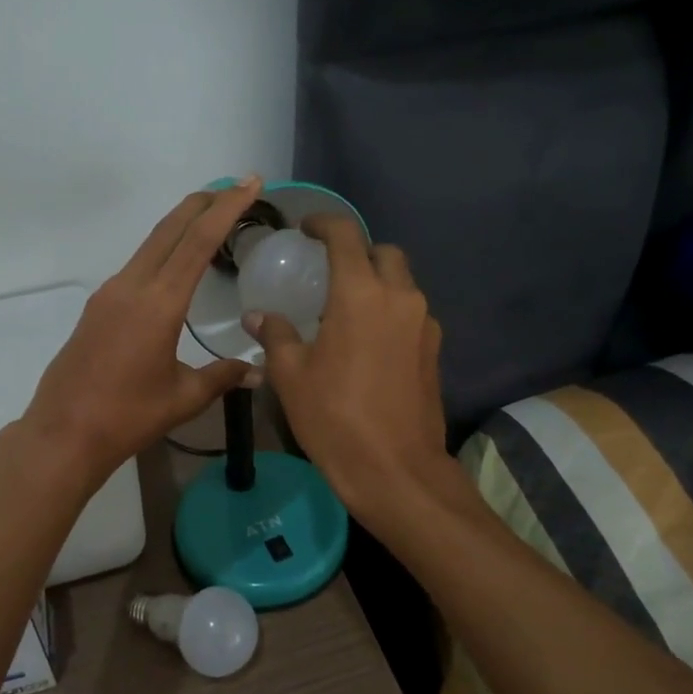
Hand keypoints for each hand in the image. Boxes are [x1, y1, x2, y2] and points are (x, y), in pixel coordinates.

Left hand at [20, 179, 264, 482]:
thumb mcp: (183, 397)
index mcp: (158, 303)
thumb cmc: (127, 417)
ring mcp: (109, 294)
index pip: (198, 242)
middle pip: (170, 229)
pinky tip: (175, 264)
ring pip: (151, 244)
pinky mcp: (97, 307)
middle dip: (203, 203)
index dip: (226, 208)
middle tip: (234, 187)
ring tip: (210, 218)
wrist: (63, 433)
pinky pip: (137, 265)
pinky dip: (163, 250)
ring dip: (181, 225)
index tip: (248, 182)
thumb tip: (258, 372)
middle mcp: (132, 286)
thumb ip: (222, 377)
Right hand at [244, 216, 452, 519]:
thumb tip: (258, 316)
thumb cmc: (334, 417)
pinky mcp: (434, 350)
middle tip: (329, 271)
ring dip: (377, 283)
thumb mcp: (292, 376)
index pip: (345, 236)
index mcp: (359, 294)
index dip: (324, 223)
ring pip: (403, 283)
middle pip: (383, 253)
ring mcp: (423, 324)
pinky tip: (368, 341)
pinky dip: (390, 311)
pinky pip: (412, 313)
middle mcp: (399, 297)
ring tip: (346, 309)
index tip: (306, 229)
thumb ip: (276, 336)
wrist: (395, 469)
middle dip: (357, 252)